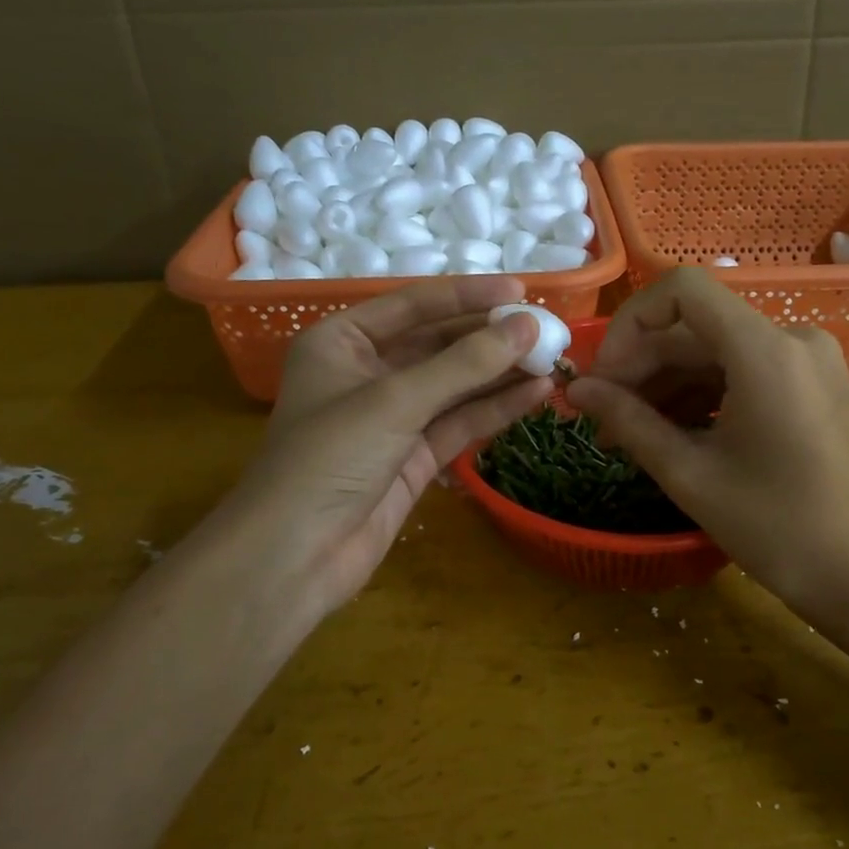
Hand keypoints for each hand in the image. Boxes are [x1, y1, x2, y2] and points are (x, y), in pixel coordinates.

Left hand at [204, 276, 550, 633]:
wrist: (294, 556)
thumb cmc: (329, 458)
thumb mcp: (395, 400)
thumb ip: (464, 364)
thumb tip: (527, 327)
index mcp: (342, 341)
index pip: (414, 305)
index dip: (468, 297)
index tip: (521, 293)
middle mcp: (367, 372)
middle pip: (439, 345)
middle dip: (491, 339)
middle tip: (547, 330)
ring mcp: (393, 417)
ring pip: (455, 385)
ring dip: (501, 374)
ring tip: (553, 361)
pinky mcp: (414, 456)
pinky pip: (460, 422)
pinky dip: (496, 408)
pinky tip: (536, 395)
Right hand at [566, 268, 848, 618]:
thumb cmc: (773, 526)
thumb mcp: (688, 473)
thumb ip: (628, 420)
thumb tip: (576, 390)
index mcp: (765, 350)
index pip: (683, 290)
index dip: (631, 324)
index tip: (604, 377)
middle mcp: (792, 338)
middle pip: (695, 328)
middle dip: (641, 368)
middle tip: (600, 417)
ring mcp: (807, 359)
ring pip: (715, 352)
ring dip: (666, 385)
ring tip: (627, 434)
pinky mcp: (811, 383)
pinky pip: (742, 371)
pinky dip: (701, 394)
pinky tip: (670, 432)